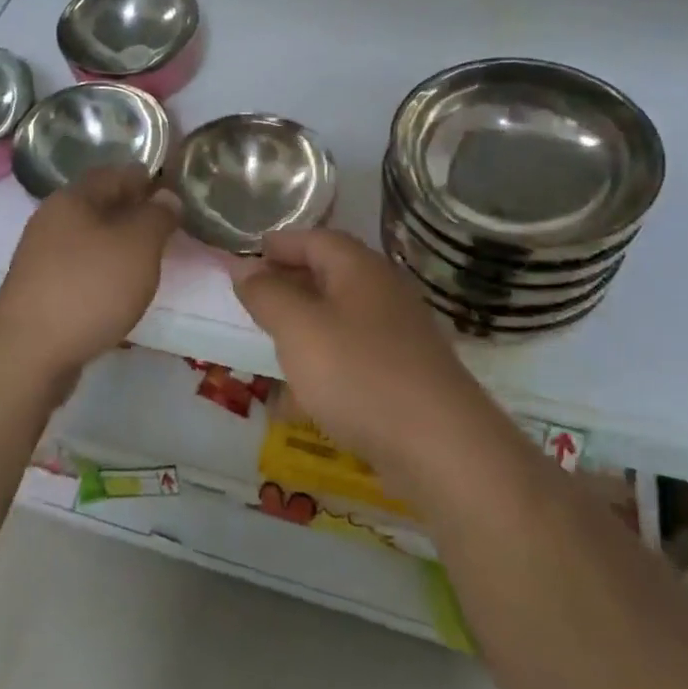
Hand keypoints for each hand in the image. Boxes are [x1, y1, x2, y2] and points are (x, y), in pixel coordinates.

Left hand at [0, 165, 178, 375]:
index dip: (144, 178)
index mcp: (72, 199)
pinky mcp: (41, 290)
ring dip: (117, 243)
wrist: (30, 352)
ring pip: (89, 238)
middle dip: (131, 211)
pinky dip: (103, 270)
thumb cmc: (90, 287)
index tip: (172, 189)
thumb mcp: (138, 245)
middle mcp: (52, 221)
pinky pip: (80, 268)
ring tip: (148, 258)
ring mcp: (42, 257)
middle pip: (98, 205)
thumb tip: (166, 197)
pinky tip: (119, 288)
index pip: (113, 174)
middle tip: (165, 225)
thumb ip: (157, 217)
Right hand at [232, 229, 480, 472]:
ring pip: (339, 320)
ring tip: (270, 348)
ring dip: (304, 330)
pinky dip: (323, 368)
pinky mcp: (404, 377)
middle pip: (329, 276)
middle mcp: (383, 294)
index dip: (279, 245)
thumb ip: (267, 294)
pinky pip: (353, 360)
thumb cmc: (360, 374)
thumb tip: (246, 268)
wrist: (442, 449)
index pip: (314, 239)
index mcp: (360, 269)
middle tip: (252, 302)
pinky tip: (301, 400)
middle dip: (288, 287)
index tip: (246, 257)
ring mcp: (398, 337)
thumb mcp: (298, 328)